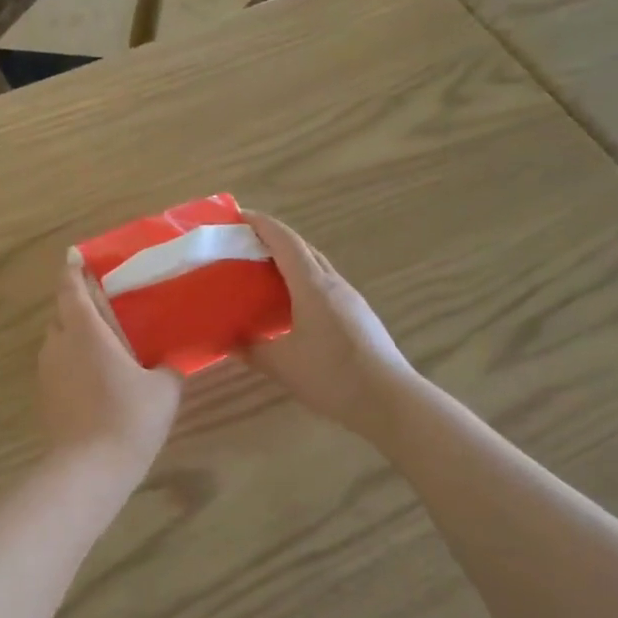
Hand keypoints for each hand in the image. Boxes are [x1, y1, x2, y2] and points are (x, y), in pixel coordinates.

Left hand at [39, 260, 181, 477]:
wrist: (89, 468)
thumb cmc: (129, 418)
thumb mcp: (163, 389)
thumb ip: (168, 365)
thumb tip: (175, 357)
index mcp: (85, 330)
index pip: (72, 288)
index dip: (73, 270)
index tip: (76, 256)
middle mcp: (59, 343)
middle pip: (62, 311)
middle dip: (77, 302)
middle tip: (105, 302)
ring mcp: (47, 369)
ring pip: (58, 338)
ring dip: (74, 332)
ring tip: (103, 339)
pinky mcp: (45, 393)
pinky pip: (57, 362)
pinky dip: (72, 358)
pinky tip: (94, 373)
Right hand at [242, 212, 418, 438]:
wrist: (390, 402)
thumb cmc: (332, 375)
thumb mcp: (281, 365)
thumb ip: (250, 349)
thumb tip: (227, 340)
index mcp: (313, 286)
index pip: (285, 241)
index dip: (261, 224)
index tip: (237, 215)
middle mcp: (333, 285)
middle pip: (302, 249)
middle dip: (273, 239)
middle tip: (243, 244)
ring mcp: (349, 300)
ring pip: (315, 268)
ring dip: (289, 262)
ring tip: (261, 272)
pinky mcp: (357, 317)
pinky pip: (323, 287)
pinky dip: (301, 283)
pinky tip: (289, 305)